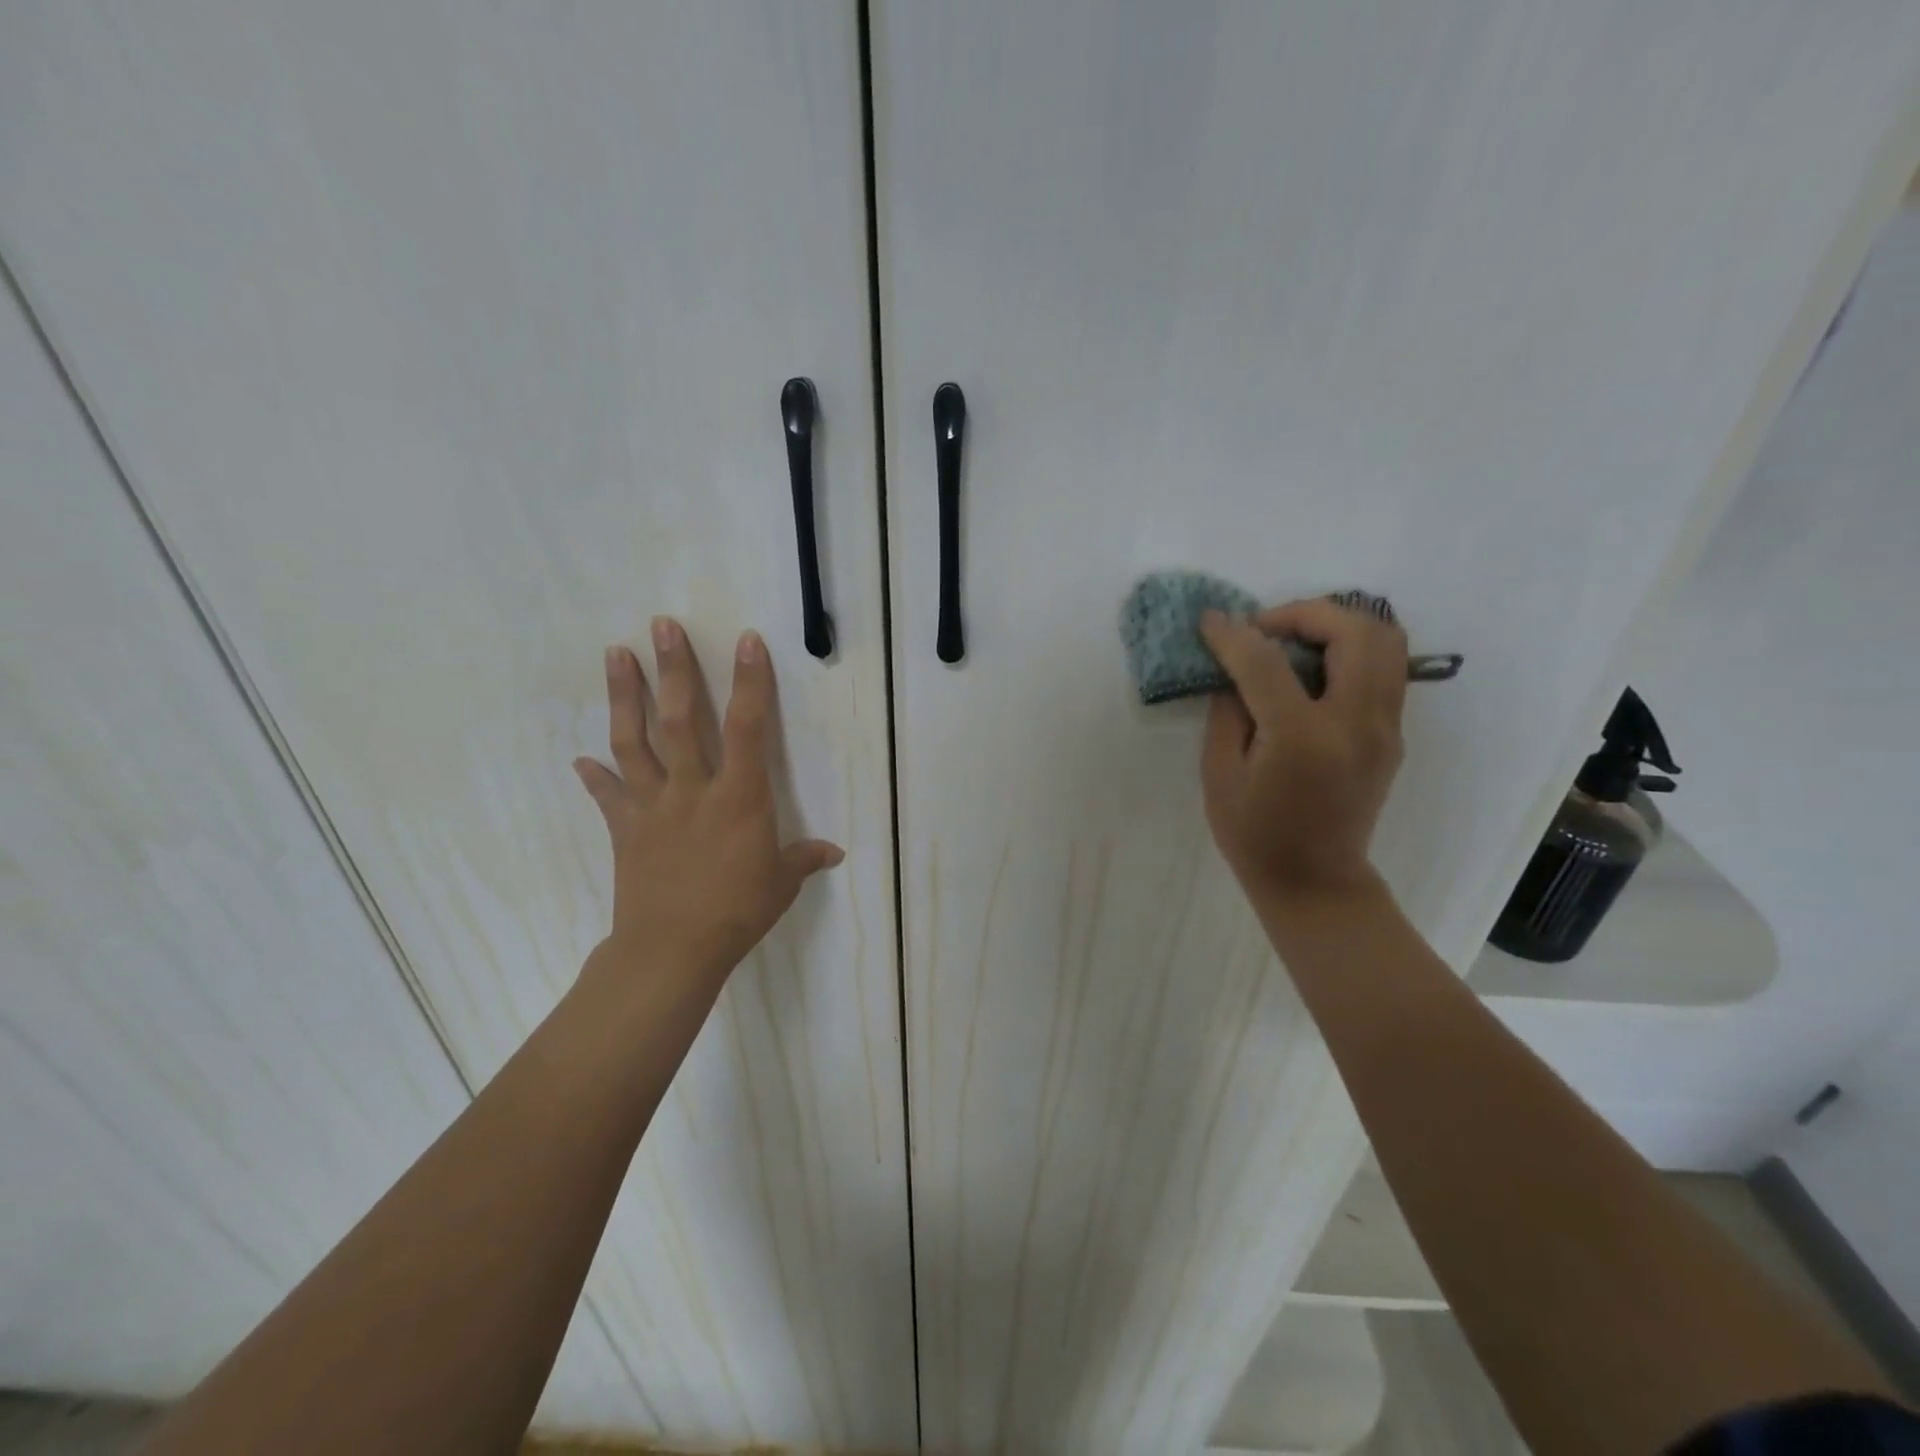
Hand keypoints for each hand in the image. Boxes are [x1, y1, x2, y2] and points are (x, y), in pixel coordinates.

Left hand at [572, 617, 843, 990]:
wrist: (673, 949)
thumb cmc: (737, 911)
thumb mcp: (781, 884)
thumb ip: (804, 858)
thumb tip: (834, 852)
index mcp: (739, 797)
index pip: (748, 728)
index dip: (750, 683)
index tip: (746, 641)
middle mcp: (693, 789)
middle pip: (679, 719)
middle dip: (674, 669)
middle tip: (662, 625)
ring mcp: (653, 806)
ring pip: (634, 742)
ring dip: (623, 696)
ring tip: (615, 654)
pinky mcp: (625, 829)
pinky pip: (608, 796)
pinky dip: (595, 777)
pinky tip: (580, 760)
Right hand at [1198, 598, 1407, 911]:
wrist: (1314, 881)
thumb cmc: (1254, 834)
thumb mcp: (1219, 774)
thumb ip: (1227, 712)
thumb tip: (1236, 668)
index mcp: (1302, 737)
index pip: (1266, 662)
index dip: (1233, 634)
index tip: (1210, 620)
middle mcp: (1356, 723)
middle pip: (1353, 631)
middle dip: (1304, 613)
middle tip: (1264, 629)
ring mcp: (1385, 728)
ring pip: (1385, 641)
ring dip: (1337, 625)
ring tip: (1294, 640)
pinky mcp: (1393, 734)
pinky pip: (1384, 668)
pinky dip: (1350, 650)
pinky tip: (1312, 670)